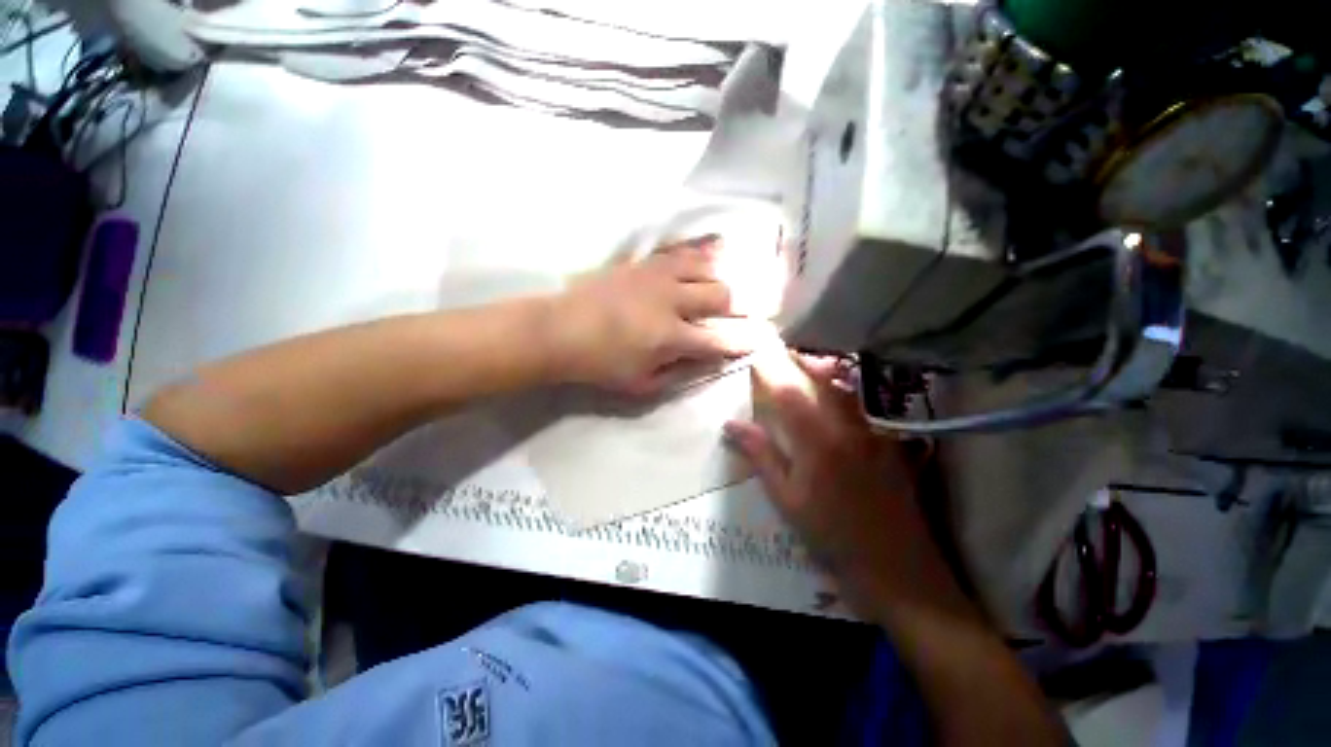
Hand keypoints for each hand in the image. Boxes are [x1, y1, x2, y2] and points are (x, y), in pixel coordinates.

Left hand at [547, 238, 770, 395]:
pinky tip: (716, 250)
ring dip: (723, 278)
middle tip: (745, 312)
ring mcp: (658, 276)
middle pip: (722, 295)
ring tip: (730, 284)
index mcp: (671, 336)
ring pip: (707, 267)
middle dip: (739, 306)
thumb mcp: (642, 383)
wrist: (560, 330)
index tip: (761, 340)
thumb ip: (680, 372)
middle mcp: (672, 301)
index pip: (721, 339)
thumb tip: (708, 360)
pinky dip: (703, 252)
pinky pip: (682, 251)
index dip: (744, 342)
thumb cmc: (601, 364)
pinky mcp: (644, 262)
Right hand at [724, 349, 977, 622]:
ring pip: (847, 389)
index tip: (755, 359)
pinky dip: (847, 390)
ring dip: (825, 371)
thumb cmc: (831, 536)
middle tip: (783, 351)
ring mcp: (874, 433)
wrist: (896, 567)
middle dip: (801, 361)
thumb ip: (761, 456)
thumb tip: (731, 425)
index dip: (770, 373)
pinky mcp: (890, 442)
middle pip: (822, 381)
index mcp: (817, 441)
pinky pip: (866, 405)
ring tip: (807, 363)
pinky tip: (839, 392)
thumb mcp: (786, 499)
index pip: (788, 394)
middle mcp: (848, 428)